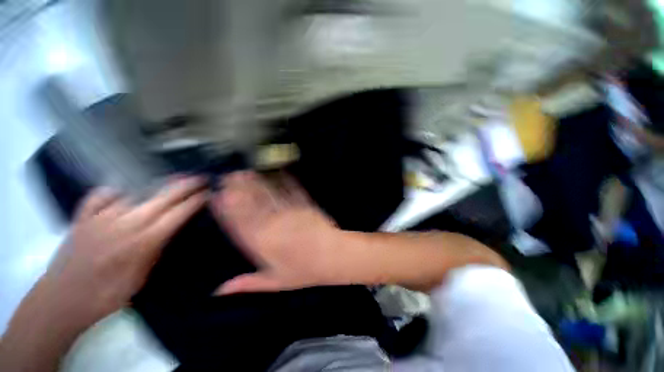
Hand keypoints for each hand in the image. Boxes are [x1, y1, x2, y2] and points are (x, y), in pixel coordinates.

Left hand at [42, 176, 205, 325]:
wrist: (62, 300)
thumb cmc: (106, 296)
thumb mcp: (141, 278)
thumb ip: (156, 250)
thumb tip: (170, 230)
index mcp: (142, 241)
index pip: (177, 214)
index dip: (195, 202)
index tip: (207, 193)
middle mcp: (124, 224)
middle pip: (161, 198)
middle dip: (184, 186)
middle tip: (198, 178)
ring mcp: (100, 217)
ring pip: (134, 194)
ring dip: (155, 189)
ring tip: (167, 185)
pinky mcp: (82, 217)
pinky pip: (101, 196)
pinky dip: (114, 192)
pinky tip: (120, 195)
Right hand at [211, 172, 346, 294]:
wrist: (332, 256)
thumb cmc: (304, 271)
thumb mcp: (275, 281)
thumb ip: (247, 283)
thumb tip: (218, 290)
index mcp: (262, 244)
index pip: (239, 223)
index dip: (227, 209)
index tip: (218, 196)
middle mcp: (273, 224)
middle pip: (252, 204)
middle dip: (239, 188)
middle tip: (229, 175)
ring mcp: (289, 211)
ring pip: (269, 195)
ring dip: (257, 182)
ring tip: (246, 171)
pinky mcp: (304, 204)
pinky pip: (291, 191)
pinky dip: (283, 180)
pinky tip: (276, 172)